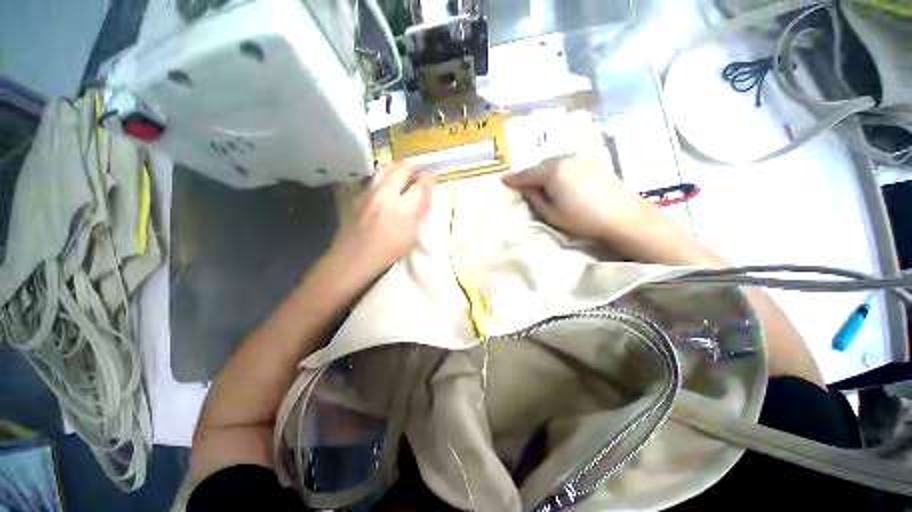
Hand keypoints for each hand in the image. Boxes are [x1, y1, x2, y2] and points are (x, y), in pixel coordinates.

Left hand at [328, 163, 432, 282]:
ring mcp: (368, 194)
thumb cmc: (387, 252)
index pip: (420, 186)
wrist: (352, 259)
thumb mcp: (411, 237)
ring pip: (383, 170)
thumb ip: (420, 212)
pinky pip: (373, 181)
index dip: (427, 181)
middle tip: (417, 169)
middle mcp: (384, 196)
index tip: (431, 179)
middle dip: (411, 167)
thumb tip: (426, 193)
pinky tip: (384, 189)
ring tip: (402, 173)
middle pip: (400, 170)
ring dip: (396, 168)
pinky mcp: (357, 197)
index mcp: (401, 210)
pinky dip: (383, 178)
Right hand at [501, 153, 649, 240]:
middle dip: (529, 175)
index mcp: (552, 171)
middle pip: (540, 166)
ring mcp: (580, 157)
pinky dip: (558, 169)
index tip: (503, 180)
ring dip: (544, 172)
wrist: (622, 215)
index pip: (526, 174)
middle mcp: (565, 158)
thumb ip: (534, 197)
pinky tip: (559, 179)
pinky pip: (567, 162)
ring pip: (553, 162)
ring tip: (539, 183)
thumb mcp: (551, 213)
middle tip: (521, 184)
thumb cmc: (582, 218)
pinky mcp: (592, 160)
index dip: (513, 179)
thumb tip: (525, 187)